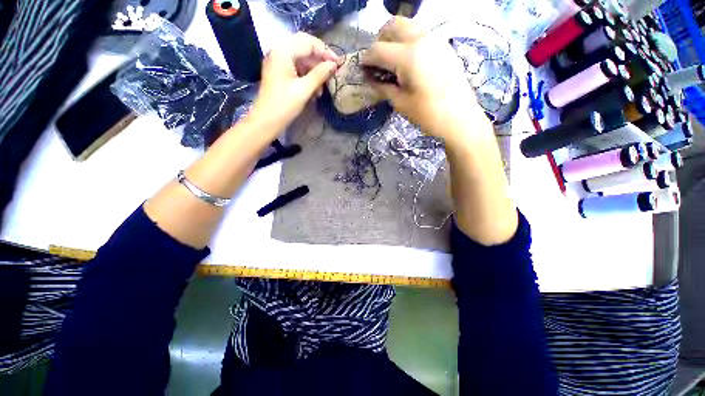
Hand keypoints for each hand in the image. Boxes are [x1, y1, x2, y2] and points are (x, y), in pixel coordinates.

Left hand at [249, 33, 341, 130]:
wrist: (266, 121)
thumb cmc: (284, 105)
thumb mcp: (304, 90)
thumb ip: (319, 75)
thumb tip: (333, 65)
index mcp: (283, 51)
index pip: (309, 43)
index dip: (325, 52)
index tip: (338, 64)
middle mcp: (279, 51)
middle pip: (304, 47)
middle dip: (320, 60)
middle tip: (333, 71)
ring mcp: (278, 62)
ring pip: (301, 59)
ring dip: (314, 70)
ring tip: (324, 86)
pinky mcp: (279, 72)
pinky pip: (296, 68)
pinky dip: (307, 76)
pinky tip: (315, 89)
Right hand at [362, 17, 486, 143]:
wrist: (460, 118)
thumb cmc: (428, 115)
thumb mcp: (401, 103)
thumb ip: (383, 87)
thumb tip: (370, 79)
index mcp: (408, 56)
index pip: (379, 49)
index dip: (367, 59)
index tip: (362, 69)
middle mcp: (421, 39)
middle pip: (393, 25)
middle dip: (379, 41)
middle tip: (377, 62)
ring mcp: (435, 39)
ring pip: (408, 25)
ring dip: (394, 38)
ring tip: (391, 60)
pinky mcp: (443, 45)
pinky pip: (421, 33)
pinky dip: (408, 40)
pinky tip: (408, 61)